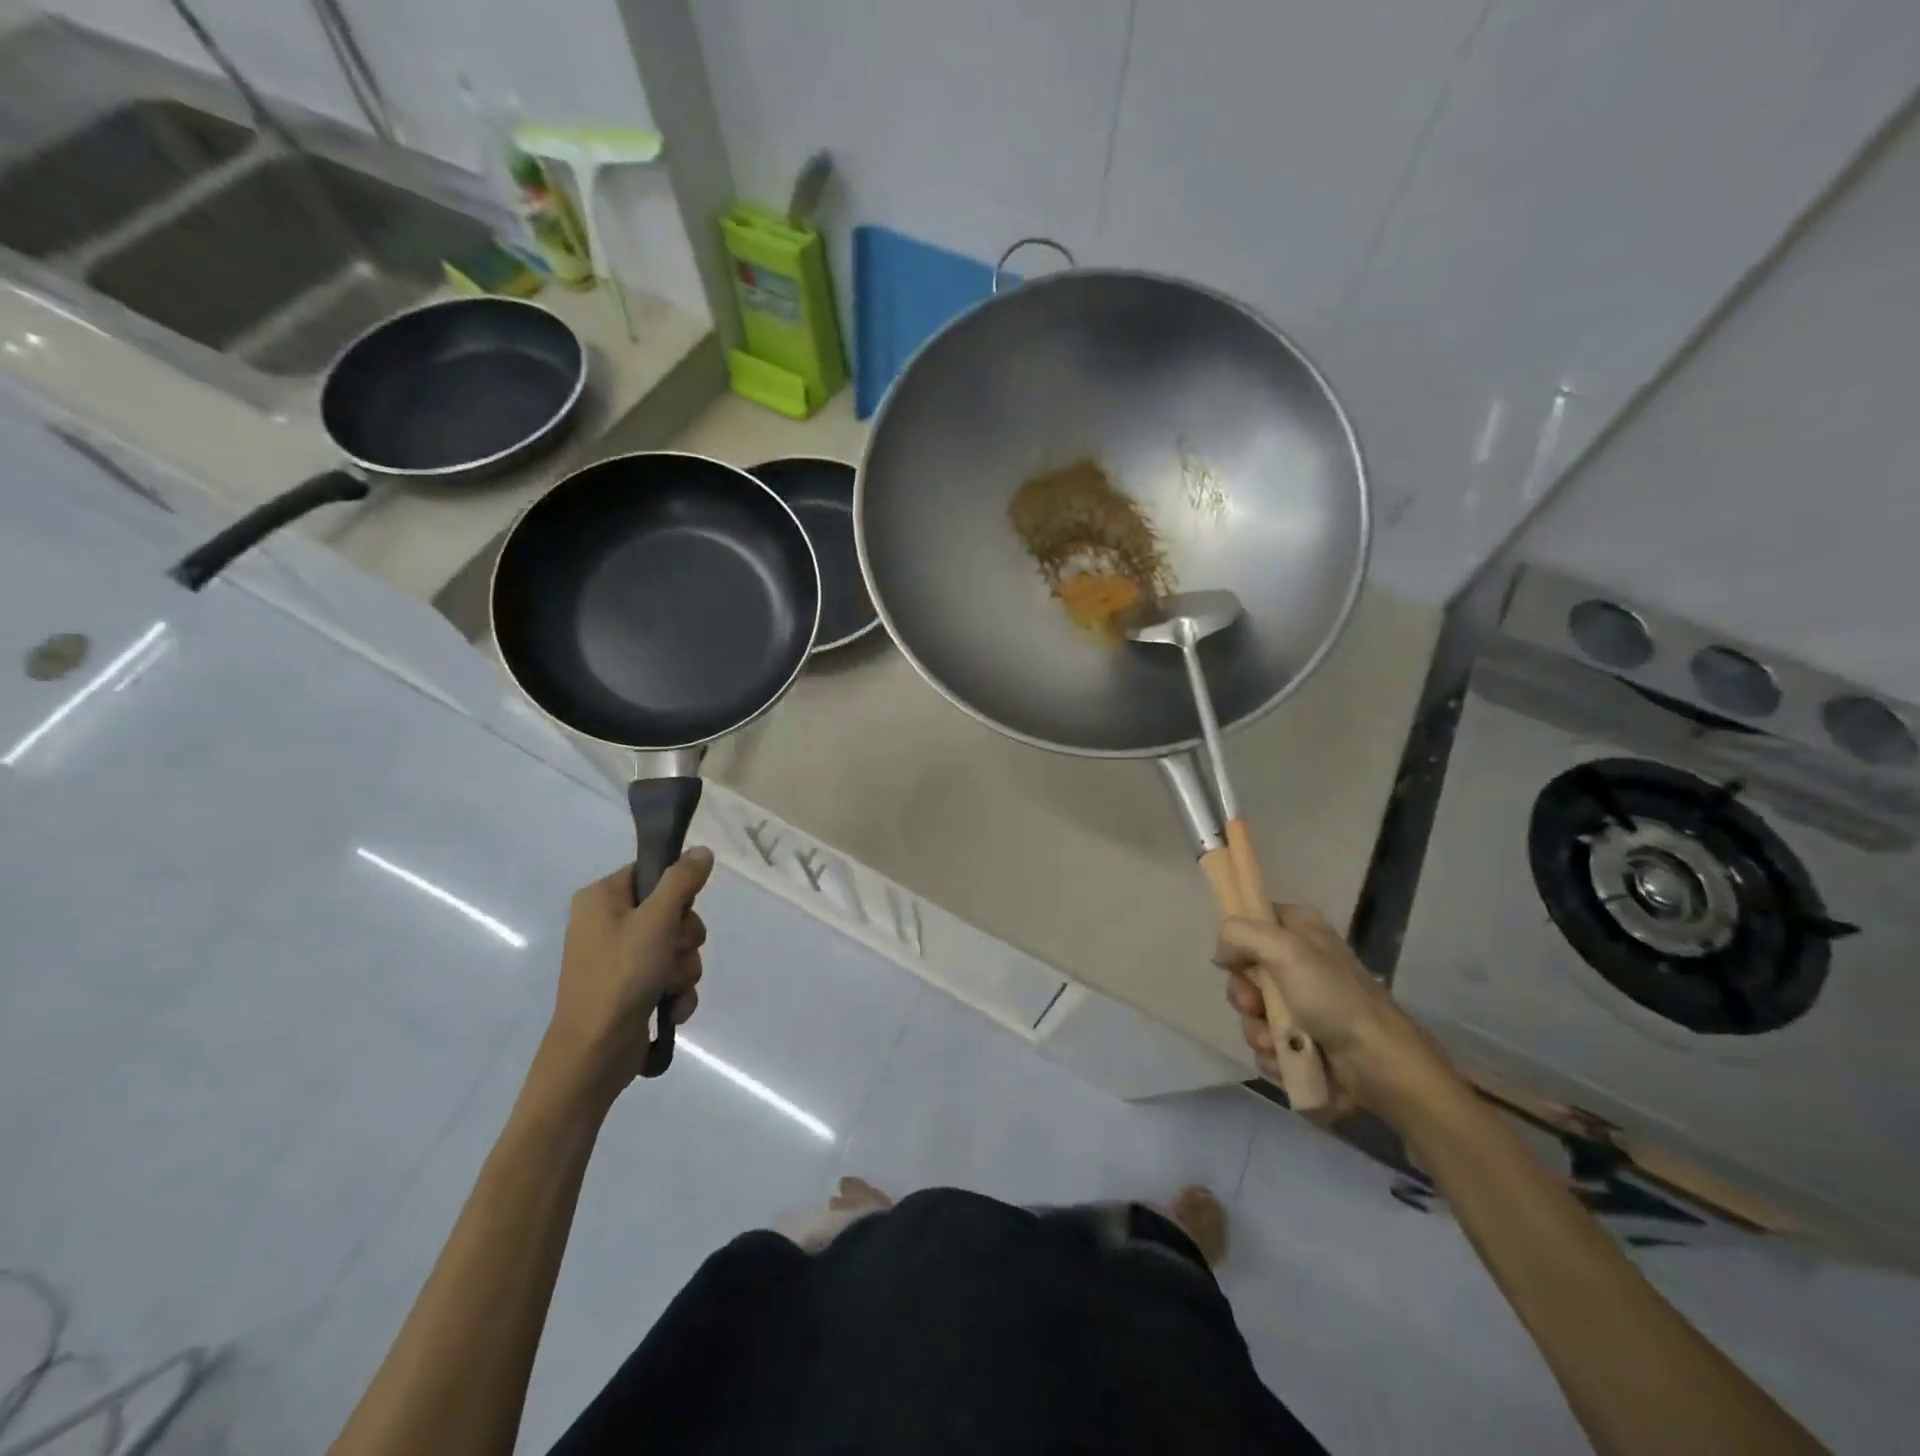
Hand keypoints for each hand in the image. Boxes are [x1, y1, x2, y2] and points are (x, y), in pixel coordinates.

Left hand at [540, 848, 713, 1098]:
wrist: (593, 1053)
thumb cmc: (620, 977)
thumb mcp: (656, 921)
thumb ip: (681, 882)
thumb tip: (701, 850)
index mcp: (602, 898)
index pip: (652, 872)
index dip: (676, 891)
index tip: (680, 911)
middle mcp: (607, 923)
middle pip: (672, 911)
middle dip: (684, 939)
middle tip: (673, 953)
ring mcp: (619, 958)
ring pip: (676, 947)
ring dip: (684, 969)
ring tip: (668, 989)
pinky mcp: (631, 988)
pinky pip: (670, 976)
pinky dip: (676, 992)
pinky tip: (670, 1009)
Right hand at [1215, 904, 1461, 1125]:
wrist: (1378, 1064)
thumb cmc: (1333, 997)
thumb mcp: (1285, 950)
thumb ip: (1240, 935)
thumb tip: (1220, 953)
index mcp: (1300, 931)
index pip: (1252, 921)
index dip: (1238, 941)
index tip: (1233, 960)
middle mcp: (1299, 963)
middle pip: (1245, 972)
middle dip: (1244, 996)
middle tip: (1255, 1006)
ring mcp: (1301, 1005)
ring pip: (1252, 1012)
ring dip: (1257, 1031)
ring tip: (1279, 1043)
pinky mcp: (1303, 1041)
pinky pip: (1266, 1043)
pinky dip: (1272, 1054)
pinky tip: (1288, 1060)